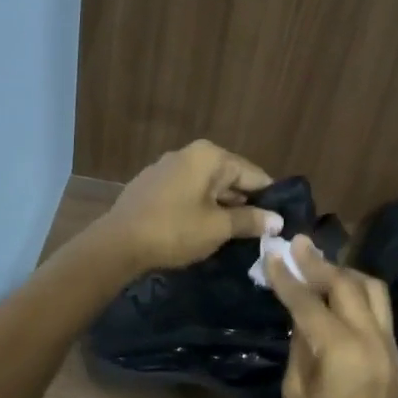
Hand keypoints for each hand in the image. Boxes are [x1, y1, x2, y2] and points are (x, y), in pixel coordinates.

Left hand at [97, 139, 278, 273]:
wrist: (118, 244)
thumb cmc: (175, 230)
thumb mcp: (218, 228)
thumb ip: (250, 220)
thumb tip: (277, 220)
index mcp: (210, 156)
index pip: (253, 174)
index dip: (269, 198)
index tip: (280, 220)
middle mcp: (189, 153)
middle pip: (230, 177)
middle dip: (245, 203)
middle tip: (261, 231)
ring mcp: (167, 167)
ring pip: (207, 186)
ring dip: (222, 206)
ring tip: (236, 233)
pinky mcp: (152, 184)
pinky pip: (187, 192)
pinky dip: (199, 206)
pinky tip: (203, 228)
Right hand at [264, 237, 397, 397]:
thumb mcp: (296, 392)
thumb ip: (300, 345)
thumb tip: (300, 314)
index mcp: (342, 351)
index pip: (310, 302)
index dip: (288, 277)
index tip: (273, 253)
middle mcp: (372, 340)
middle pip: (347, 284)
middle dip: (320, 263)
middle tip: (297, 245)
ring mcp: (390, 348)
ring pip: (372, 291)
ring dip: (345, 274)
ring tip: (318, 267)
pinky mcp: (396, 358)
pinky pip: (379, 312)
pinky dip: (358, 295)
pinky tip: (337, 296)